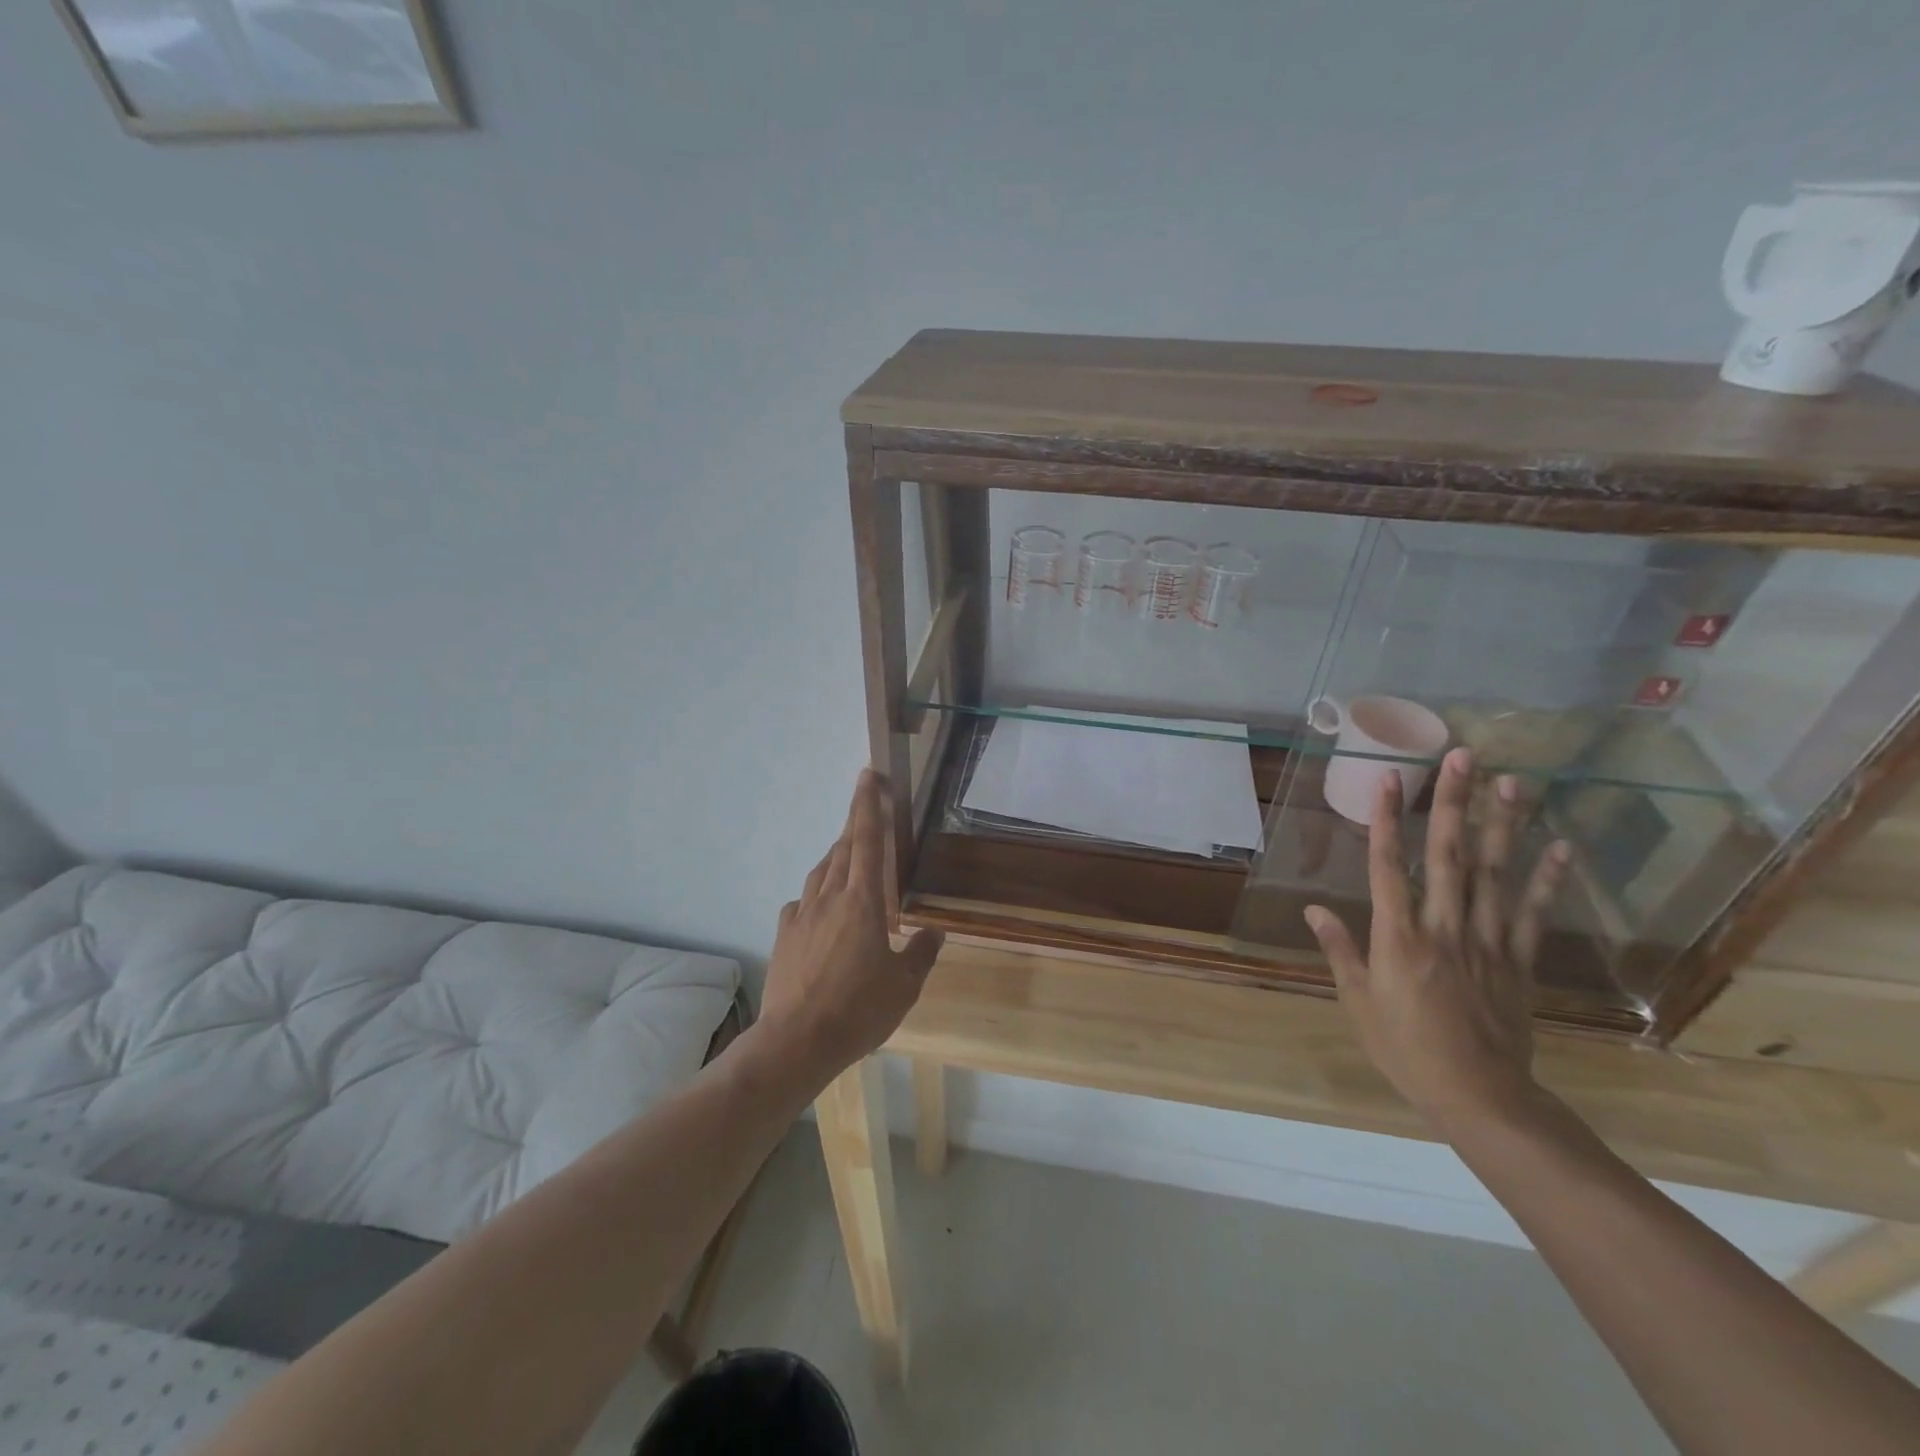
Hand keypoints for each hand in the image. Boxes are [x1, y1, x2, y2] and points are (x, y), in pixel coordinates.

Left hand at [756, 770, 942, 1080]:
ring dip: (837, 855)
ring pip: (822, 871)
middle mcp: (830, 897)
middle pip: (844, 848)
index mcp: (863, 901)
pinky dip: (815, 893)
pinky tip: (819, 905)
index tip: (869, 775)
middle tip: (866, 801)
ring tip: (848, 852)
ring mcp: (802, 914)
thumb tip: (935, 932)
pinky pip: (802, 901)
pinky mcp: (785, 934)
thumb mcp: (904, 986)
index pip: (868, 841)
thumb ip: (920, 953)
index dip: (868, 805)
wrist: (796, 1040)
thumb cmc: (858, 1010)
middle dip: (856, 821)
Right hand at [1304, 748, 1567, 1131]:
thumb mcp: (1358, 1003)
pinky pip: (1534, 914)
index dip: (1386, 821)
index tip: (1387, 779)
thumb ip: (1340, 951)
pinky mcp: (1518, 960)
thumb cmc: (1406, 1050)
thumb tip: (1314, 910)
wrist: (1481, 1097)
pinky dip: (1548, 879)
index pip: (1388, 868)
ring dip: (1503, 825)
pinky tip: (1559, 846)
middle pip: (1450, 857)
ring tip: (1512, 782)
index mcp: (1398, 938)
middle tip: (1464, 758)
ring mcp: (1488, 942)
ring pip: (1495, 874)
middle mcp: (1444, 928)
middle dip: (1454, 804)